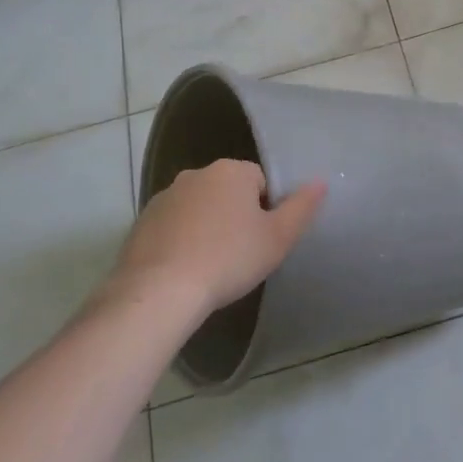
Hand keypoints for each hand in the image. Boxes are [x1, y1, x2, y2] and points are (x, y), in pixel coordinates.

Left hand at [103, 160, 325, 325]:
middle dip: (236, 215)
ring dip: (207, 227)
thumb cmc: (229, 259)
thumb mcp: (278, 238)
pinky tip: (185, 270)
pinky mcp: (141, 222)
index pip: (260, 180)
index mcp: (231, 171)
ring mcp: (164, 197)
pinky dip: (181, 241)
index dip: (267, 209)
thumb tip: (321, 181)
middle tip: (242, 253)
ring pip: (198, 208)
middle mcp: (195, 175)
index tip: (263, 239)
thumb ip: (302, 207)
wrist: (160, 290)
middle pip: (227, 191)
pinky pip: (172, 226)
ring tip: (212, 264)